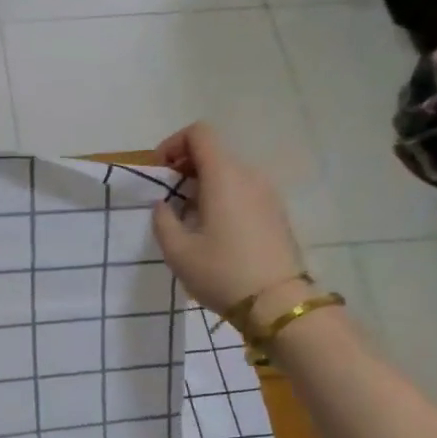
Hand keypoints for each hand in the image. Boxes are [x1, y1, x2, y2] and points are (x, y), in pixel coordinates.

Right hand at [151, 122, 305, 319]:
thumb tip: (164, 204)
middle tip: (168, 197)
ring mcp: (267, 193)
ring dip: (203, 184)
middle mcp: (249, 176)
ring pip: (229, 172)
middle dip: (185, 166)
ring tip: (188, 217)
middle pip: (214, 152)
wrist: (277, 303)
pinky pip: (243, 190)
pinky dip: (222, 196)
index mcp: (224, 176)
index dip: (173, 144)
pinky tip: (212, 229)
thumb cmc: (221, 273)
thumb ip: (162, 220)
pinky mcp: (276, 212)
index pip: (199, 133)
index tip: (159, 172)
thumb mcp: (177, 251)